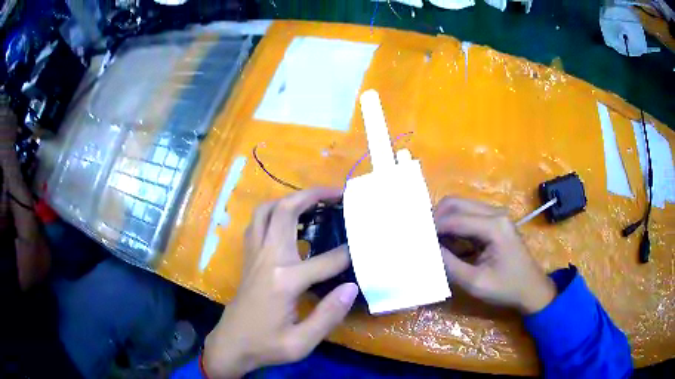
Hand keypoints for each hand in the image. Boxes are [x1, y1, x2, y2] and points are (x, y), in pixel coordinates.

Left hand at [203, 188, 358, 377]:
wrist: (231, 344)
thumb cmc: (266, 345)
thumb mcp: (301, 342)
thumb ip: (328, 315)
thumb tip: (351, 287)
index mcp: (284, 281)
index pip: (325, 261)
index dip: (348, 254)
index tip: (364, 246)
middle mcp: (267, 259)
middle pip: (286, 212)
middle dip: (313, 196)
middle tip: (337, 193)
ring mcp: (254, 255)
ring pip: (267, 211)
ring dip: (290, 199)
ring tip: (313, 200)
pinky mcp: (248, 257)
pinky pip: (258, 223)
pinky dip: (273, 212)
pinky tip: (288, 220)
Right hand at [433, 197, 555, 314]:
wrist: (532, 289)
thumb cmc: (507, 288)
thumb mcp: (476, 283)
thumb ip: (450, 264)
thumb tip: (428, 249)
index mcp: (494, 226)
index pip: (455, 219)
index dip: (432, 227)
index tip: (414, 238)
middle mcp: (495, 213)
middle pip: (456, 203)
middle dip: (435, 217)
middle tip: (421, 236)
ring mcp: (496, 215)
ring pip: (461, 206)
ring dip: (444, 220)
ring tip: (432, 240)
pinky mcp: (495, 221)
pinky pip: (468, 215)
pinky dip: (454, 225)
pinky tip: (448, 242)